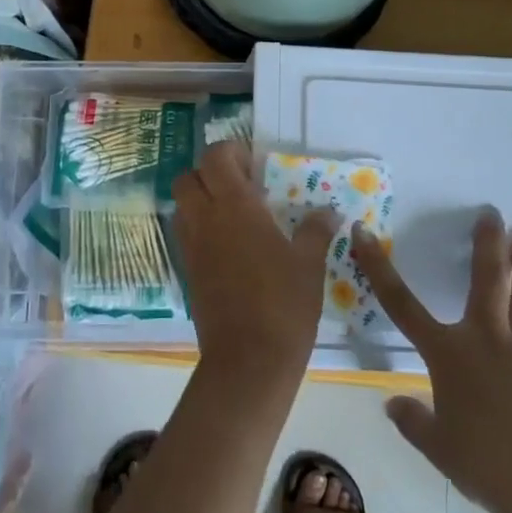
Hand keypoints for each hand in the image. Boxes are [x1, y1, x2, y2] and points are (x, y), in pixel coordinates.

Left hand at [172, 141, 336, 392]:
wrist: (248, 360)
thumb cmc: (283, 304)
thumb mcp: (308, 264)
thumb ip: (315, 231)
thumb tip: (329, 212)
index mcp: (234, 206)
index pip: (215, 157)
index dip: (231, 152)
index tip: (256, 164)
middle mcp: (205, 219)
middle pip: (188, 177)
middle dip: (210, 173)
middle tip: (243, 187)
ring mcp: (192, 247)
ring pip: (182, 206)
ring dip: (202, 200)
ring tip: (236, 215)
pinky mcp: (188, 272)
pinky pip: (186, 235)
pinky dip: (201, 228)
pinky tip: (232, 246)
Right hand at [352, 211, 511, 512]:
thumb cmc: (484, 462)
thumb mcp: (437, 447)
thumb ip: (412, 422)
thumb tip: (391, 404)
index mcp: (448, 353)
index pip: (402, 304)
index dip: (378, 268)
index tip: (363, 233)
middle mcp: (486, 340)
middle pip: (485, 282)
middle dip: (487, 245)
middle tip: (493, 213)